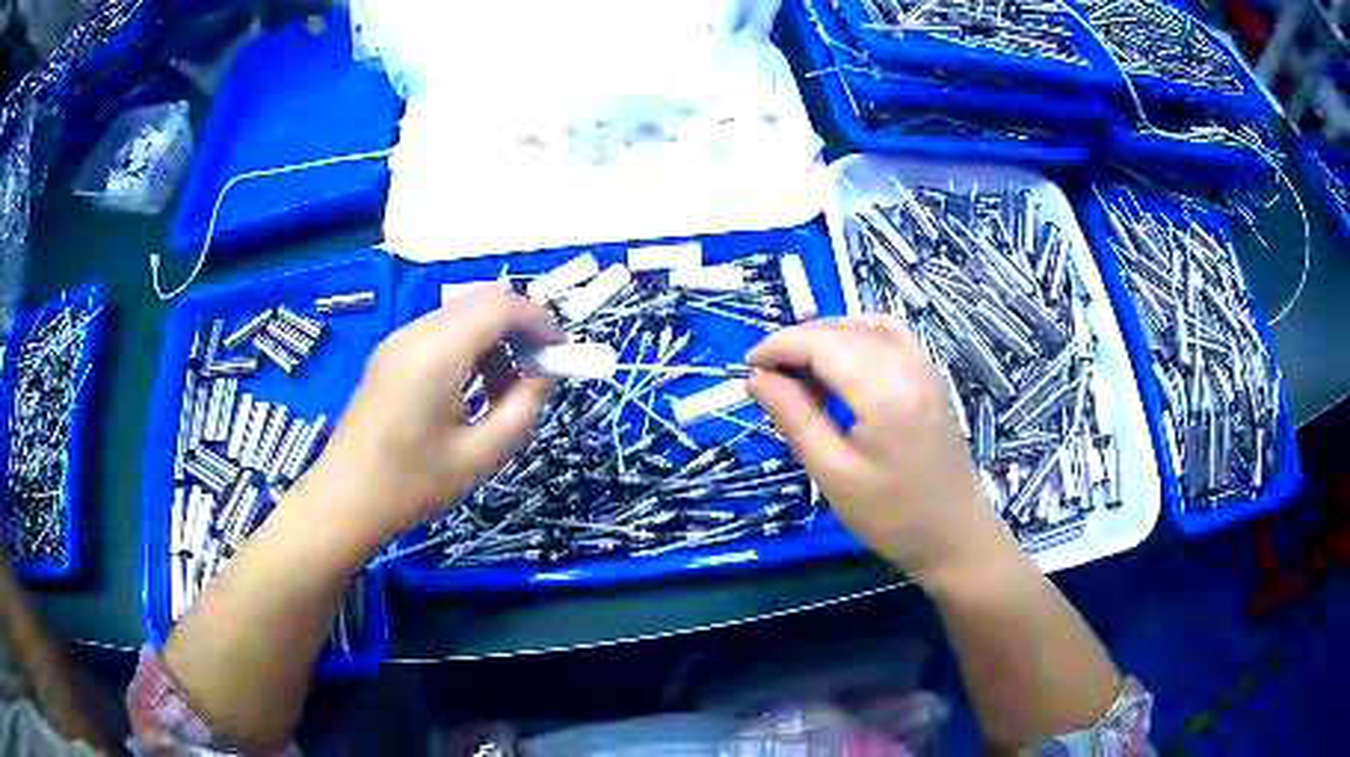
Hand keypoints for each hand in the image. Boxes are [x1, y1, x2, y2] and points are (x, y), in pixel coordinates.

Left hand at [299, 285, 560, 551]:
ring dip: (494, 338)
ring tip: (505, 390)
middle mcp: (414, 334)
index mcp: (434, 355)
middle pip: (481, 300)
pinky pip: (441, 332)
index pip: (498, 306)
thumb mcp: (479, 457)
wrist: (345, 500)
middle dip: (519, 326)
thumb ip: (521, 409)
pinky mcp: (390, 354)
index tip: (561, 354)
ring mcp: (397, 340)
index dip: (538, 321)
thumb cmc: (410, 486)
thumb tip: (544, 375)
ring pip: (461, 313)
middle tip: (540, 369)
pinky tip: (472, 390)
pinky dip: (469, 347)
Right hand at [747, 317, 1014, 585]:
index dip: (779, 347)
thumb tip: (757, 378)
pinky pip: (890, 336)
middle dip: (798, 343)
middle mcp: (909, 366)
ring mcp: (925, 367)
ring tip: (799, 370)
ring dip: (826, 337)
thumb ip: (795, 418)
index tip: (748, 368)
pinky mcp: (931, 377)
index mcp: (885, 392)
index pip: (822, 343)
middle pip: (842, 330)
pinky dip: (857, 337)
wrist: (954, 535)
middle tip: (768, 378)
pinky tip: (841, 362)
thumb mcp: (833, 474)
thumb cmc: (892, 516)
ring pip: (866, 326)